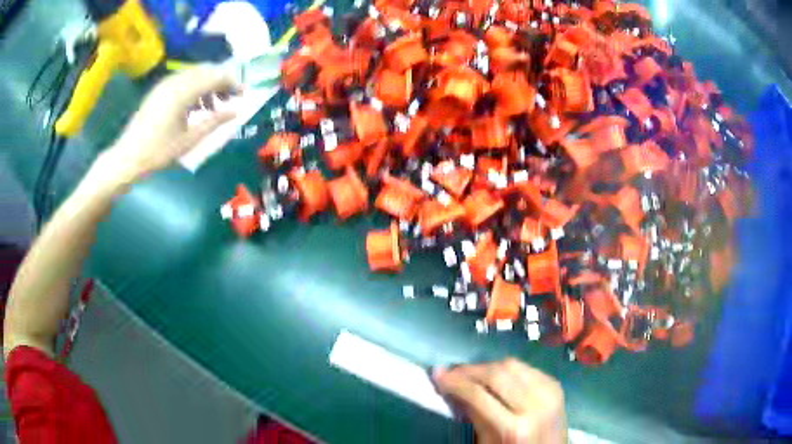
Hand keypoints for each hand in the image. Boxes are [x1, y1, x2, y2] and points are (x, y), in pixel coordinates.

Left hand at [102, 66, 239, 184]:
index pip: (216, 76)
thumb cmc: (158, 152)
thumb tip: (236, 111)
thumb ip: (214, 122)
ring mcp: (165, 83)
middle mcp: (175, 81)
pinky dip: (195, 88)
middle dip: (222, 82)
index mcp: (183, 92)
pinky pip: (183, 80)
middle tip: (230, 100)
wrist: (127, 157)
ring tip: (214, 106)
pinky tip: (196, 107)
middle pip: (207, 71)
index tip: (244, 94)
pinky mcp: (159, 90)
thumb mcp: (189, 140)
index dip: (233, 83)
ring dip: (209, 85)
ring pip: (195, 74)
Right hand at [434, 358, 566, 443]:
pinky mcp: (555, 384)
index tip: (437, 375)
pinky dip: (506, 369)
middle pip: (497, 373)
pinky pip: (526, 367)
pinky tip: (495, 376)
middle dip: (469, 369)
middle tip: (451, 371)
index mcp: (513, 427)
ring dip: (487, 366)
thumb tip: (451, 388)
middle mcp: (534, 404)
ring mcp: (549, 392)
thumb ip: (473, 415)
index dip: (455, 382)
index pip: (478, 395)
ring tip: (470, 373)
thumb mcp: (486, 443)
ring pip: (511, 364)